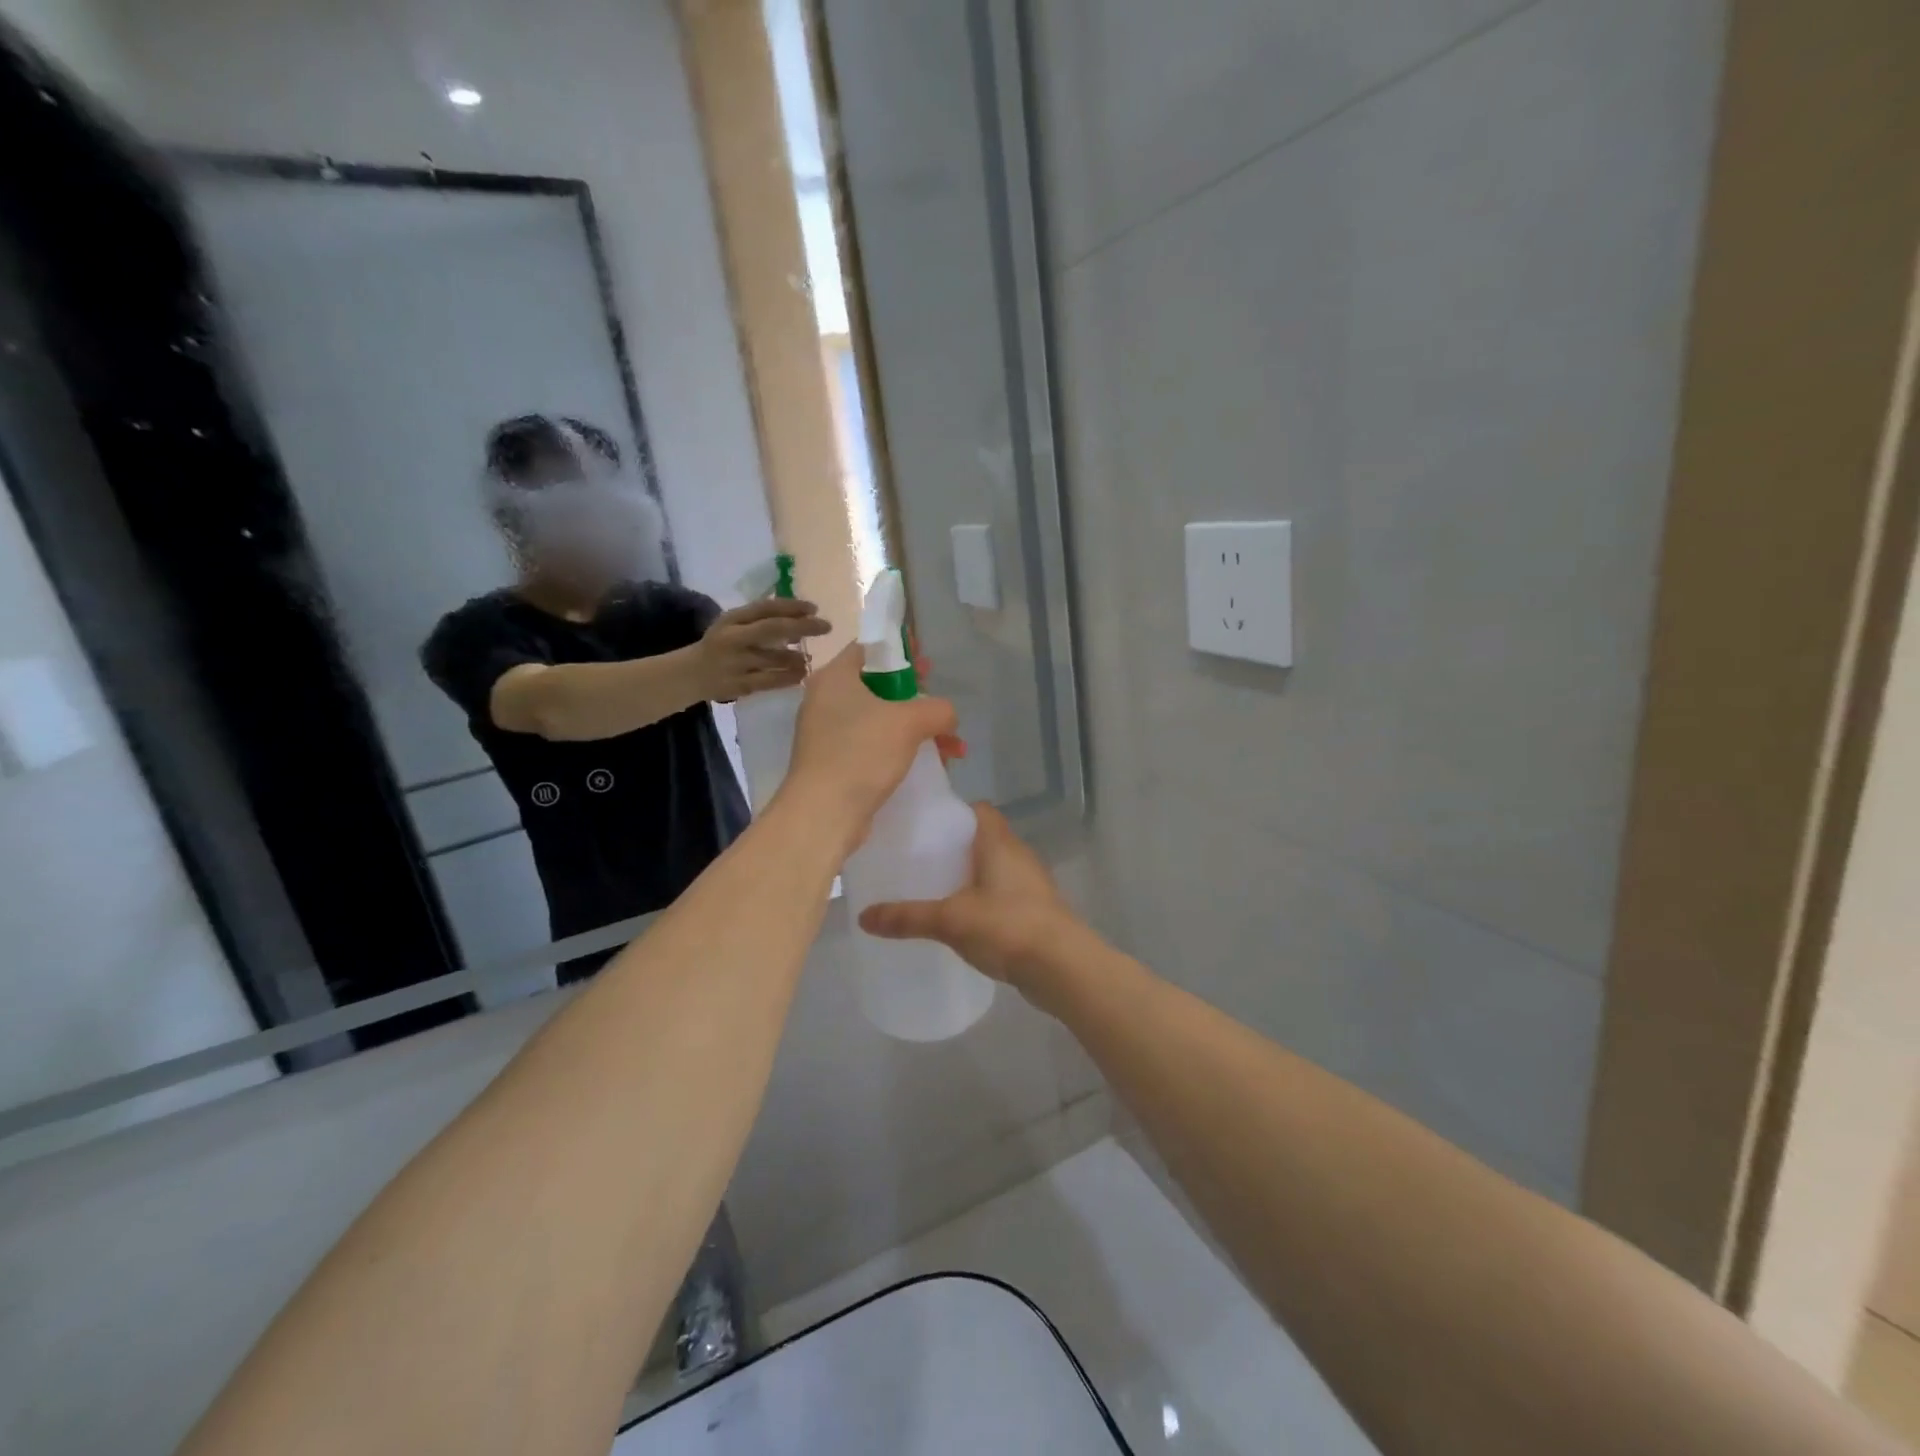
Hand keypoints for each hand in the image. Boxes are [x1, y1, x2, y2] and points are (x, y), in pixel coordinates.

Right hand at [695, 598, 830, 699]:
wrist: (691, 675)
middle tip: (826, 627)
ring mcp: (737, 663)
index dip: (792, 606)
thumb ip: (760, 619)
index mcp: (732, 619)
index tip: (814, 608)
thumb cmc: (720, 645)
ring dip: (798, 657)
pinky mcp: (741, 685)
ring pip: (775, 658)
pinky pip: (771, 681)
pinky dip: (789, 677)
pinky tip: (801, 675)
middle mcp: (733, 638)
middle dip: (803, 627)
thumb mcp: (733, 625)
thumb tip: (799, 616)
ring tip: (809, 658)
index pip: (765, 608)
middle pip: (773, 629)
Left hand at [782, 643, 956, 838]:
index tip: (927, 662)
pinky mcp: (834, 762)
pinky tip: (931, 765)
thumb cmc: (862, 753)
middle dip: (916, 696)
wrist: (823, 813)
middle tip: (939, 703)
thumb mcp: (909, 722)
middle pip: (878, 685)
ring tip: (952, 748)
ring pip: (880, 719)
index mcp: (835, 677)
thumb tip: (947, 715)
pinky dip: (900, 750)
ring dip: (917, 729)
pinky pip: (873, 746)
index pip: (869, 648)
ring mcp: (828, 733)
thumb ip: (938, 709)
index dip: (901, 650)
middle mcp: (825, 700)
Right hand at [858, 802, 1089, 1004]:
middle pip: (984, 839)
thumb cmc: (1007, 926)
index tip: (924, 827)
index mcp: (999, 842)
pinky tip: (963, 921)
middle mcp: (1018, 855)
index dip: (953, 813)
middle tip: (920, 861)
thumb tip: (863, 916)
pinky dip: (984, 901)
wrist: (1063, 967)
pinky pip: (1004, 895)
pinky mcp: (1036, 911)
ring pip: (995, 869)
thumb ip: (907, 917)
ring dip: (970, 877)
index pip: (978, 810)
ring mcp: (1031, 884)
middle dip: (955, 848)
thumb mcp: (950, 920)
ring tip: (936, 891)